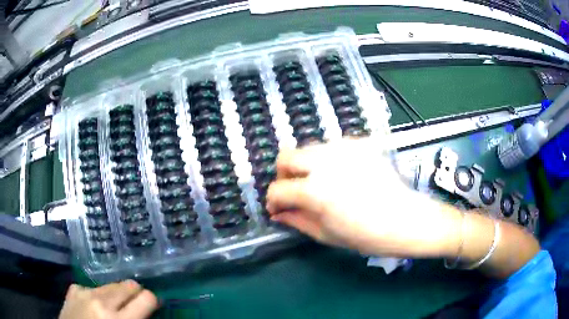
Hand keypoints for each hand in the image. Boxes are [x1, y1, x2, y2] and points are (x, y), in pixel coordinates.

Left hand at [59, 280, 157, 318]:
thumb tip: (147, 312)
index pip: (146, 298)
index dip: (152, 301)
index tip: (152, 306)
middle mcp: (101, 301)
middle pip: (128, 285)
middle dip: (135, 294)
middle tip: (134, 306)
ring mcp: (84, 292)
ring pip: (111, 284)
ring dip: (116, 295)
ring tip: (113, 308)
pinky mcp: (73, 289)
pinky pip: (92, 288)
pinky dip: (97, 296)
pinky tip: (93, 307)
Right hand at [266, 138, 460, 257]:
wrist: (404, 219)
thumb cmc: (367, 235)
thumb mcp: (326, 234)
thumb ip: (297, 220)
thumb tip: (277, 213)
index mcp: (315, 191)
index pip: (277, 189)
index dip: (273, 201)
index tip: (277, 209)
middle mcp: (325, 163)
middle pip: (286, 156)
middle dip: (283, 175)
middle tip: (293, 191)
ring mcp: (343, 149)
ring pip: (308, 149)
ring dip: (304, 166)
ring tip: (317, 184)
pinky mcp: (359, 145)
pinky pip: (331, 147)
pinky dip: (326, 160)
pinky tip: (338, 175)